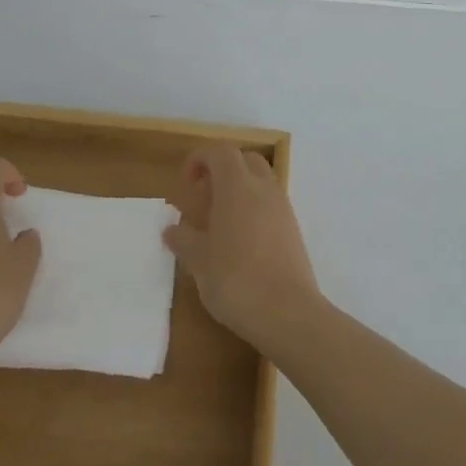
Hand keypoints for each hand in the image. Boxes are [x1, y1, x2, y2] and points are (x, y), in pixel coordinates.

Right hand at [164, 145, 320, 351]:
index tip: (186, 184)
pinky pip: (271, 203)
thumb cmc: (236, 280)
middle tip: (204, 198)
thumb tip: (171, 229)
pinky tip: (241, 241)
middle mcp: (263, 188)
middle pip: (244, 160)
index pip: (219, 152)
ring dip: (240, 190)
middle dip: (222, 170)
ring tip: (220, 222)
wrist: (288, 313)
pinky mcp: (294, 230)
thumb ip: (183, 240)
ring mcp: (283, 208)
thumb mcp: (199, 261)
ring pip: (261, 181)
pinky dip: (254, 208)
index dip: (199, 160)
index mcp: (237, 186)